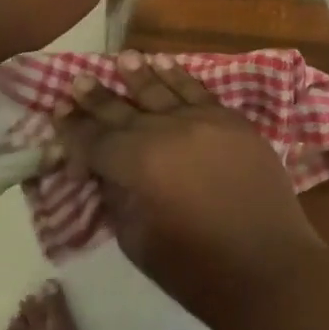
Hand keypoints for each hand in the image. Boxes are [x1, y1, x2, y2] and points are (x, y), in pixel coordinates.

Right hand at [60, 53, 328, 326]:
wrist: (270, 269)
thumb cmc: (198, 270)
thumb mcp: (138, 241)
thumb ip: (117, 197)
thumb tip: (106, 171)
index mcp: (139, 164)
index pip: (96, 141)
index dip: (74, 130)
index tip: (57, 114)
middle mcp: (167, 131)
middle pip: (124, 110)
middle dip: (98, 97)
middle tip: (77, 80)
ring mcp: (203, 120)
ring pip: (162, 90)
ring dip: (138, 75)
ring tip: (121, 59)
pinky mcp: (232, 120)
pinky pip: (199, 90)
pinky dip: (180, 75)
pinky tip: (165, 63)